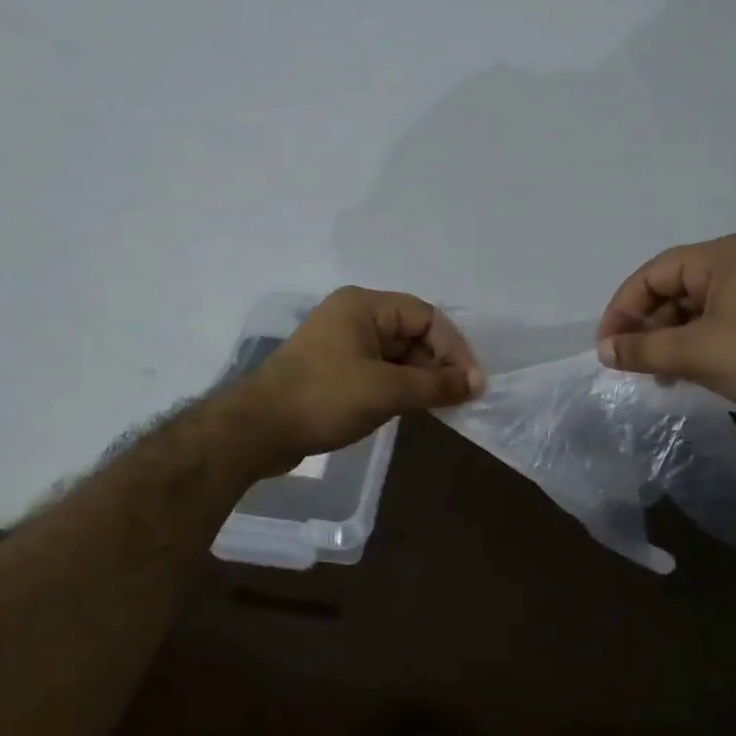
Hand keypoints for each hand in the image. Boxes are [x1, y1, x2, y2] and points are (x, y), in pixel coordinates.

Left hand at [234, 287, 483, 471]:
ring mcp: (339, 343)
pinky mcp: (331, 370)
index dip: (454, 348)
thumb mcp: (387, 390)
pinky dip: (397, 386)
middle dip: (437, 364)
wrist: (258, 429)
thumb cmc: (325, 398)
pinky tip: (409, 408)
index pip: (426, 316)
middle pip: (411, 333)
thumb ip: (436, 384)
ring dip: (419, 378)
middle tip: (457, 398)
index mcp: (364, 306)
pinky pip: (377, 370)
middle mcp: (352, 316)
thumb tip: (476, 383)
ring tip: (438, 407)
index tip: (471, 384)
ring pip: (395, 354)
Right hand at [595, 235, 735, 418]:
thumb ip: (643, 350)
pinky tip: (687, 371)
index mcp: (721, 256)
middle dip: (647, 325)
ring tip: (655, 373)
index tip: (608, 345)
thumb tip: (604, 350)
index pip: (653, 273)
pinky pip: (721, 320)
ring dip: (670, 337)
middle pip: (675, 287)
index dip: (623, 308)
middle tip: (629, 361)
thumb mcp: (695, 353)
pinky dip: (697, 342)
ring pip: (698, 307)